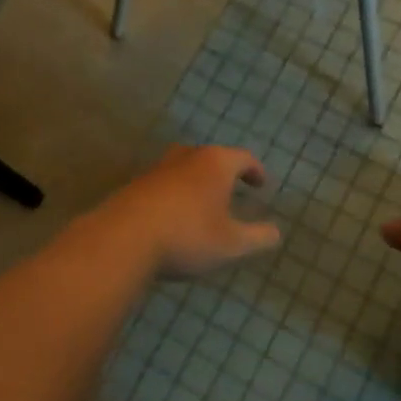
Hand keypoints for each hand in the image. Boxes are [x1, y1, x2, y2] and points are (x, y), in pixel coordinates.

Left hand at [95, 146, 280, 277]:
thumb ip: (258, 237)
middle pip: (211, 156)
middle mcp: (187, 157)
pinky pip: (164, 184)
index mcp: (215, 163)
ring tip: (202, 203)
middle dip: (224, 172)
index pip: (243, 157)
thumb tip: (276, 232)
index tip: (261, 185)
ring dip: (197, 182)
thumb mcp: (232, 244)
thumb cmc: (188, 235)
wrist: (124, 239)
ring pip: (184, 167)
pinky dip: (175, 194)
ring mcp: (158, 169)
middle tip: (233, 189)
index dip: (255, 170)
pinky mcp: (136, 185)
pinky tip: (174, 216)